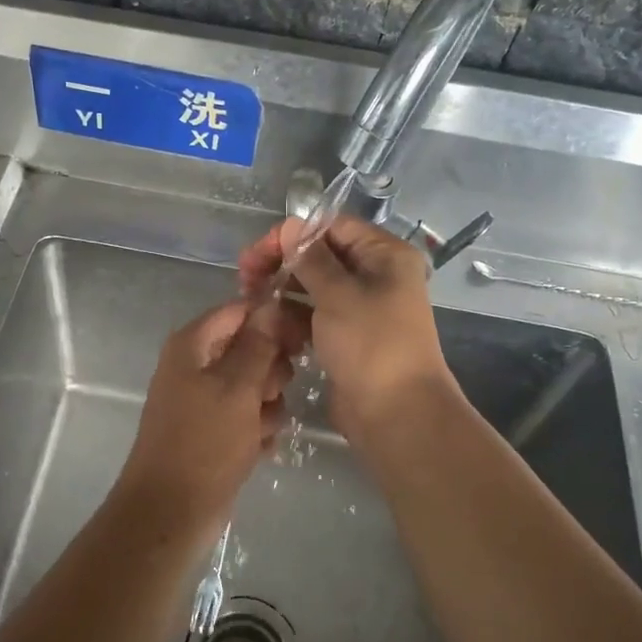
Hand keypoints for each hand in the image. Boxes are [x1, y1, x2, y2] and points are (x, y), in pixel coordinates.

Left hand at [113, 299, 304, 534]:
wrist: (171, 512)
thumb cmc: (204, 443)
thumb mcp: (237, 389)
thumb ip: (258, 345)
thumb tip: (271, 303)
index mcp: (193, 345)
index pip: (240, 311)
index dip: (272, 320)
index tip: (300, 340)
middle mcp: (196, 365)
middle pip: (250, 347)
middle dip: (270, 370)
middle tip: (271, 392)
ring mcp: (204, 399)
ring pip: (255, 385)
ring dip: (268, 405)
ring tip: (260, 428)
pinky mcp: (214, 430)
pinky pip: (248, 416)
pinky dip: (257, 429)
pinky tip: (258, 448)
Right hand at [239, 216, 455, 437]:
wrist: (396, 415)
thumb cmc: (371, 345)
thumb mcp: (338, 295)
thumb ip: (310, 258)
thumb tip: (290, 226)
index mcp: (384, 255)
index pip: (333, 228)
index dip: (293, 234)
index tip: (257, 252)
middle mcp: (376, 275)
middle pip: (321, 256)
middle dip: (282, 263)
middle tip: (244, 277)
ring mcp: (362, 308)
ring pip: (314, 287)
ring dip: (283, 290)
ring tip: (250, 300)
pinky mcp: (348, 336)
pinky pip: (315, 315)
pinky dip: (293, 316)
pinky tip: (268, 323)